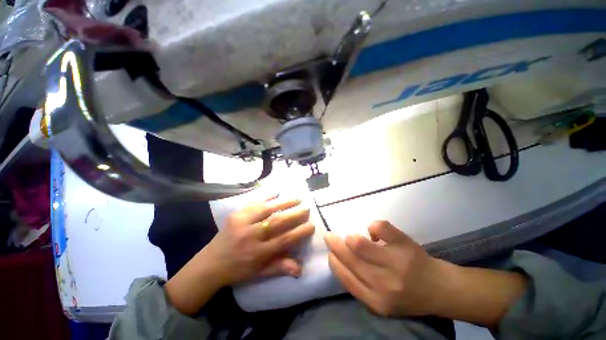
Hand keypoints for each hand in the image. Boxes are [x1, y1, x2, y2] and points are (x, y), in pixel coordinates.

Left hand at [166, 196, 314, 313]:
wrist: (210, 263)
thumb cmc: (238, 270)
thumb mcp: (259, 273)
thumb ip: (280, 267)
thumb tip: (300, 269)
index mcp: (257, 253)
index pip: (283, 241)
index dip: (299, 233)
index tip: (311, 225)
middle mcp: (250, 236)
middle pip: (277, 222)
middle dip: (295, 214)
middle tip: (307, 208)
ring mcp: (242, 223)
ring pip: (267, 209)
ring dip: (284, 202)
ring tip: (297, 198)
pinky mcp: (235, 214)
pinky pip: (253, 202)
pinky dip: (266, 196)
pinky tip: (277, 192)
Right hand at [325, 221, 526, 327]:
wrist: (440, 289)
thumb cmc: (407, 295)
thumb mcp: (380, 300)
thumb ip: (359, 284)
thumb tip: (339, 258)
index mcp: (376, 300)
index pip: (345, 277)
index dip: (334, 261)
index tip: (330, 252)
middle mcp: (384, 284)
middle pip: (350, 258)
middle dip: (335, 244)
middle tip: (329, 235)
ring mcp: (396, 262)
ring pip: (360, 244)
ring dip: (351, 238)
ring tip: (351, 237)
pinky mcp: (406, 245)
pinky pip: (380, 227)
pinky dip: (374, 226)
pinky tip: (375, 233)